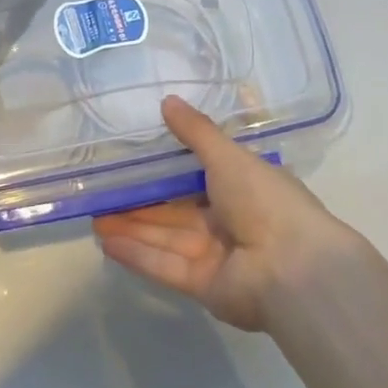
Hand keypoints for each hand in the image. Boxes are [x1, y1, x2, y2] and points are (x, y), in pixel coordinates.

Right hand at [93, 96, 356, 332]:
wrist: (292, 268)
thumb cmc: (264, 199)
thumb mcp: (228, 155)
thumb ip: (195, 132)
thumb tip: (168, 100)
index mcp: (243, 187)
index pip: (199, 177)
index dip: (167, 170)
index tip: (135, 161)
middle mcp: (229, 221)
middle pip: (177, 210)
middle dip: (142, 203)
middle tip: (105, 192)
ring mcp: (215, 256)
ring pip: (166, 237)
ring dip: (132, 228)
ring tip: (95, 217)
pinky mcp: (202, 287)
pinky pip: (164, 265)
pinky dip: (137, 254)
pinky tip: (106, 242)